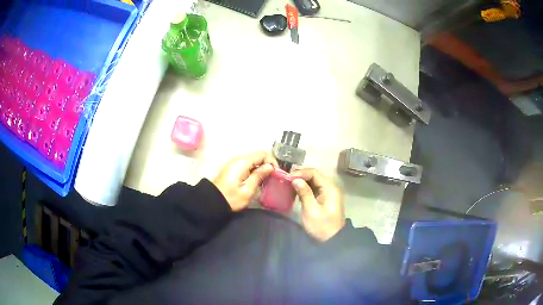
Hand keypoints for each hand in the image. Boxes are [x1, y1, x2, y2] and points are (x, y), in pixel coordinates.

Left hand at [213, 151, 276, 211]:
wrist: (212, 202)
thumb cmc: (231, 198)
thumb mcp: (247, 190)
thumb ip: (259, 176)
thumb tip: (270, 167)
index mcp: (243, 162)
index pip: (263, 154)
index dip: (272, 161)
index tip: (276, 173)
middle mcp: (239, 159)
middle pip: (258, 155)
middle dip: (268, 164)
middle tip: (273, 177)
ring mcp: (235, 163)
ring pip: (253, 160)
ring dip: (261, 167)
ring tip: (267, 180)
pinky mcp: (233, 168)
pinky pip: (248, 164)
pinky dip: (255, 170)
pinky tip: (257, 180)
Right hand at [291, 168, 344, 241]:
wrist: (333, 241)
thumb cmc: (322, 227)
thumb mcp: (311, 210)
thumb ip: (304, 193)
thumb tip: (295, 179)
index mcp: (329, 188)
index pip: (314, 173)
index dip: (300, 173)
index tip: (287, 178)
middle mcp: (331, 188)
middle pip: (315, 176)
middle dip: (300, 176)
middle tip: (286, 181)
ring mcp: (329, 194)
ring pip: (314, 182)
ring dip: (302, 182)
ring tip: (289, 186)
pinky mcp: (325, 199)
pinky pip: (315, 189)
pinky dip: (305, 189)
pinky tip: (296, 192)